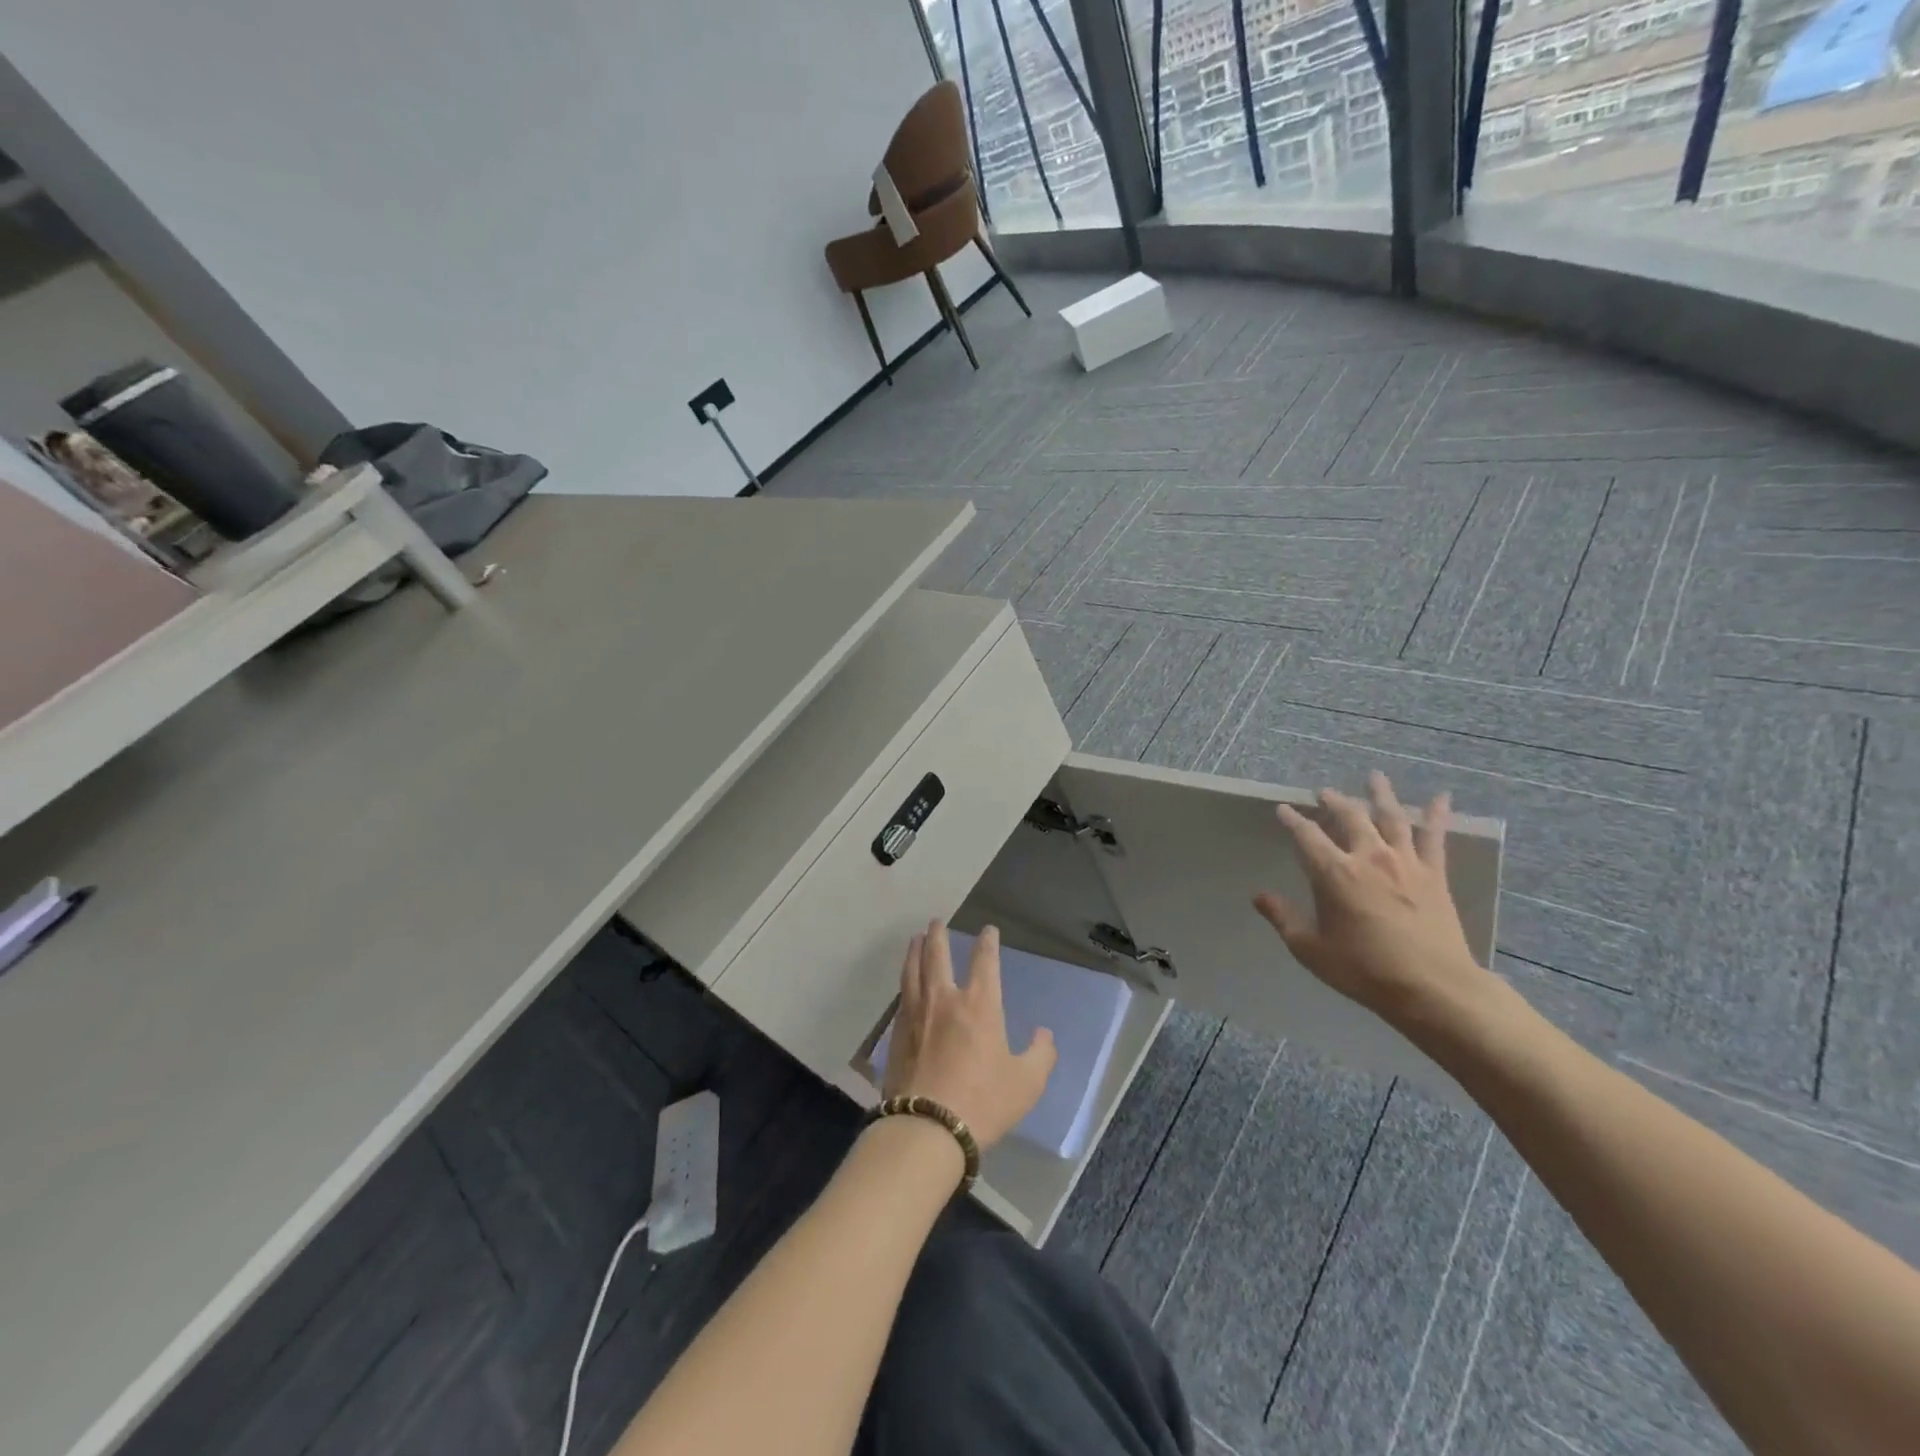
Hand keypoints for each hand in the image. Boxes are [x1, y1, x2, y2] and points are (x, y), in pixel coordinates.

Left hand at [883, 922, 1056, 1148]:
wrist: (927, 1128)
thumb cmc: (983, 1102)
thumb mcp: (1026, 1083)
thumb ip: (1040, 1055)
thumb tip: (1043, 1035)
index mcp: (979, 1005)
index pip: (984, 961)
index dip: (987, 942)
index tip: (987, 930)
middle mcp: (944, 1000)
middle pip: (937, 955)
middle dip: (938, 935)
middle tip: (936, 922)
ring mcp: (916, 1014)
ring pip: (912, 970)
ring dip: (915, 951)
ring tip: (915, 940)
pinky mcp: (896, 1033)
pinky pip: (901, 996)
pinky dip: (905, 981)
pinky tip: (905, 983)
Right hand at [1253, 771, 1498, 1027]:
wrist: (1433, 988)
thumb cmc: (1364, 970)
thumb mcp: (1310, 949)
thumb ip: (1284, 918)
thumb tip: (1259, 896)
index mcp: (1334, 873)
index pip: (1307, 836)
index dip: (1292, 820)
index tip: (1283, 810)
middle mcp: (1368, 857)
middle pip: (1349, 817)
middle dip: (1334, 802)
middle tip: (1324, 792)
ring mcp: (1405, 862)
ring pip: (1391, 817)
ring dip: (1380, 795)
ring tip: (1374, 776)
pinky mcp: (1434, 874)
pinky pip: (1435, 837)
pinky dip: (1437, 814)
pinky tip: (1442, 797)